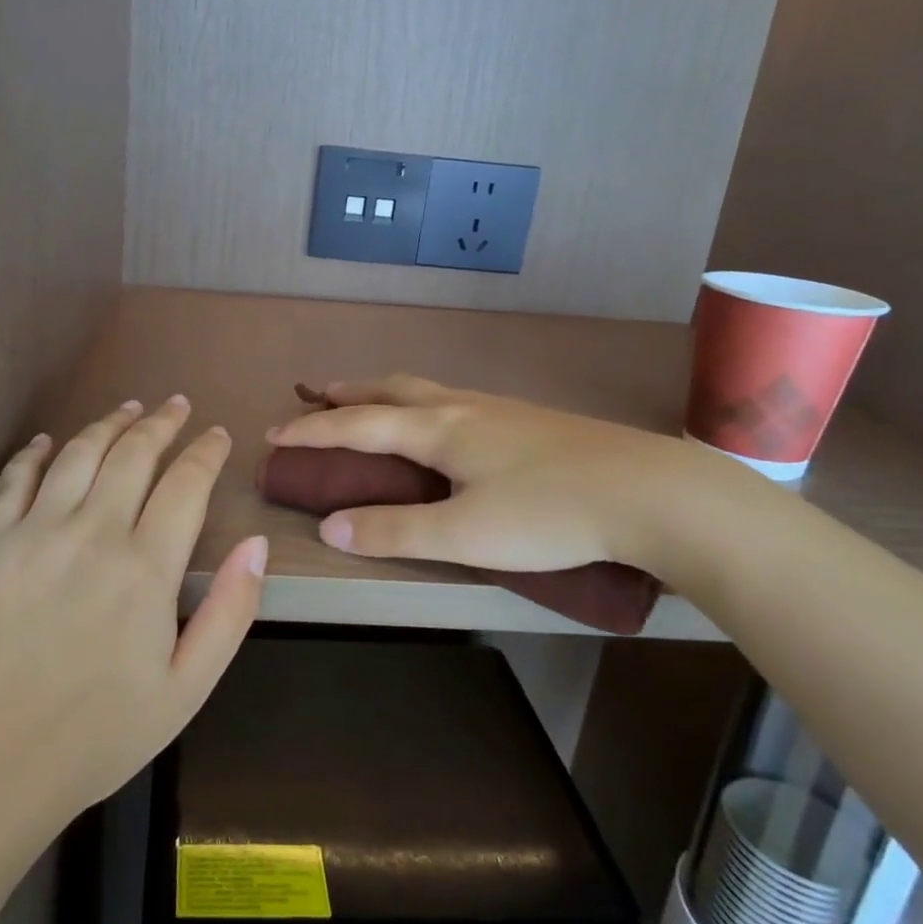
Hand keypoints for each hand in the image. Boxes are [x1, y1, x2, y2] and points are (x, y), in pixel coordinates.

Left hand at [0, 396, 264, 823]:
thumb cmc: (104, 731)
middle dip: (162, 423)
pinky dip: (37, 452)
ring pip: (79, 453)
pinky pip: (15, 479)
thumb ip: (232, 610)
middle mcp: (91, 534)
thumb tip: (256, 543)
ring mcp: (35, 534)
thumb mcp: (190, 686)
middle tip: (177, 406)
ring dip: (109, 424)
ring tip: (129, 409)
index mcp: (145, 569)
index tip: (218, 435)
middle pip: (133, 454)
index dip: (206, 452)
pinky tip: (52, 440)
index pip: (185, 483)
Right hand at [266, 375, 730, 581]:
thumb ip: (395, 532)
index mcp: (438, 429)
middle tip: (314, 396)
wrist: (650, 492)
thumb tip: (329, 526)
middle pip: (389, 390)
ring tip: (366, 401)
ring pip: (423, 389)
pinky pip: (451, 399)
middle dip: (345, 394)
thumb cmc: (550, 513)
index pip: (357, 425)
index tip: (273, 433)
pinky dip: (418, 402)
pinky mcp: (526, 420)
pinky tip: (440, 422)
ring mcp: (497, 409)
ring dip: (382, 393)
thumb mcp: (465, 534)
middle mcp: (461, 407)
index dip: (311, 430)